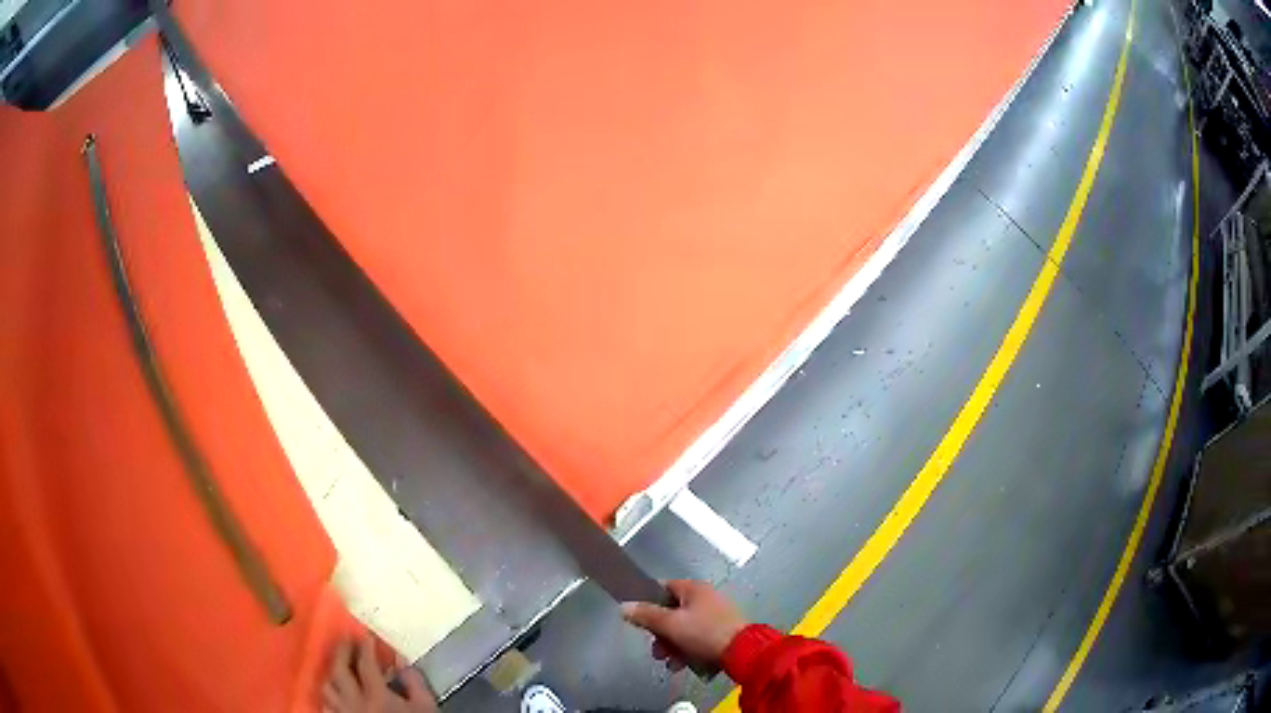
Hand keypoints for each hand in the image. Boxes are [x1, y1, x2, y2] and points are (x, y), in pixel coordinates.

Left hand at [323, 639, 436, 712]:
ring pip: (327, 687)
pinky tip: (335, 693)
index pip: (365, 664)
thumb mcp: (425, 707)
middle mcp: (354, 701)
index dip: (365, 647)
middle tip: (346, 640)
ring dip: (331, 673)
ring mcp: (344, 712)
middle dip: (341, 652)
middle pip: (339, 670)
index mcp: (376, 695)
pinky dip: (329, 696)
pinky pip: (326, 705)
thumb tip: (403, 663)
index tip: (365, 636)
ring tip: (338, 666)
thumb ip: (415, 684)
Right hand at [621, 579, 748, 670]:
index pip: (663, 588)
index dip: (647, 602)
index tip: (639, 619)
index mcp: (694, 588)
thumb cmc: (704, 633)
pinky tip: (683, 664)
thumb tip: (624, 606)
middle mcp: (705, 598)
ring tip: (670, 662)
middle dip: (660, 634)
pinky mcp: (722, 632)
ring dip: (672, 646)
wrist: (742, 652)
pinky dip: (688, 650)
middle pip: (671, 612)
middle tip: (657, 650)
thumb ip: (645, 615)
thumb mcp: (670, 624)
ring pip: (683, 628)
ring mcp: (716, 615)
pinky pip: (697, 638)